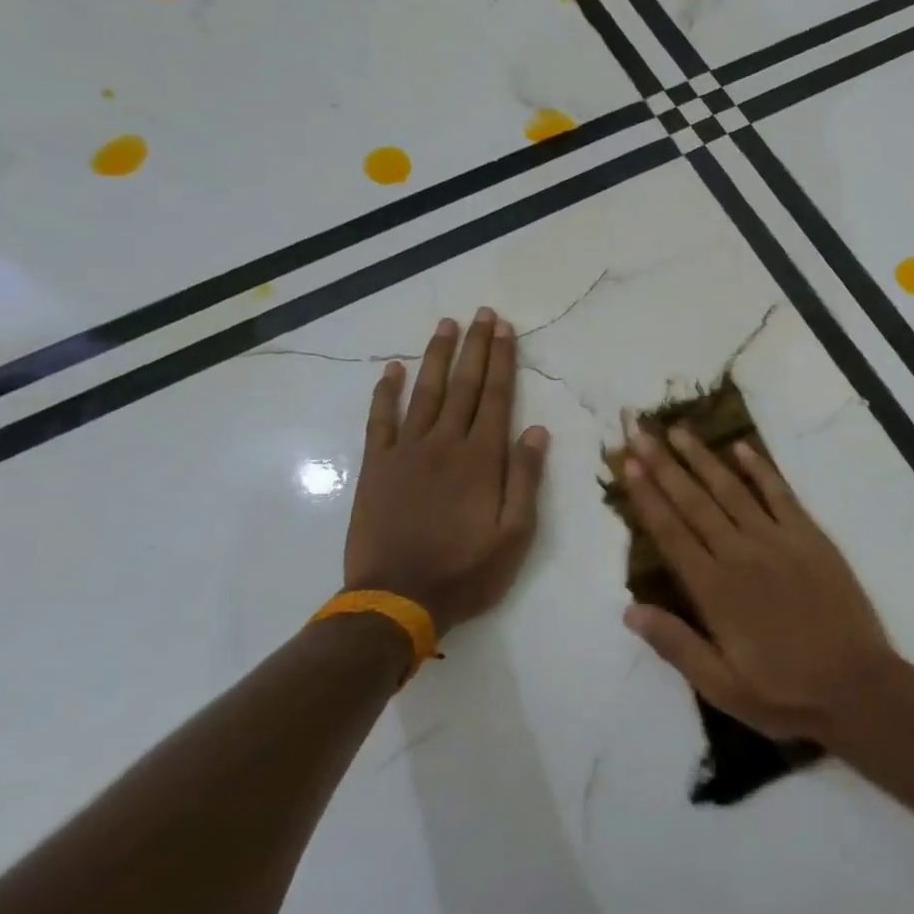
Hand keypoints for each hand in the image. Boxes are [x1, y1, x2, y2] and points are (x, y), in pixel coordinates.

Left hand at [344, 308, 549, 635]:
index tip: (505, 328)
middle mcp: (445, 444)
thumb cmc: (466, 570)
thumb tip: (536, 430)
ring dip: (436, 357)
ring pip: (425, 393)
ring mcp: (406, 452)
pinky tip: (391, 369)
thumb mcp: (515, 534)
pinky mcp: (376, 467)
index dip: (502, 360)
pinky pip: (380, 421)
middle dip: (475, 346)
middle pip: (464, 385)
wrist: (397, 601)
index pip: (497, 397)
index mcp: (481, 458)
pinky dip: (385, 393)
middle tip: (482, 313)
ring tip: (446, 325)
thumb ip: (525, 479)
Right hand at [619, 420, 897, 745]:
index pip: (672, 533)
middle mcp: (741, 554)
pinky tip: (741, 447)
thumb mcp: (721, 686)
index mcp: (715, 590)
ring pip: (732, 490)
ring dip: (703, 458)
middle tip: (640, 433)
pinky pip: (780, 493)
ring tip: (679, 431)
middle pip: (695, 502)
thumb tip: (629, 609)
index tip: (628, 465)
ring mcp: (778, 540)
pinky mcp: (810, 536)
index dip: (648, 497)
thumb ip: (676, 644)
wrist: (858, 686)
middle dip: (664, 466)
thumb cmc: (784, 693)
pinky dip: (760, 468)